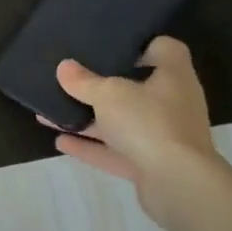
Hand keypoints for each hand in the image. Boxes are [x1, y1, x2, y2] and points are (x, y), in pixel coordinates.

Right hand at [47, 36, 231, 229]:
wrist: (179, 185)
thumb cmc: (149, 122)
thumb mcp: (108, 94)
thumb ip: (84, 81)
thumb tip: (64, 67)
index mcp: (172, 77)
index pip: (164, 49)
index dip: (141, 44)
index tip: (112, 45)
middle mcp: (172, 104)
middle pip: (137, 88)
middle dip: (103, 85)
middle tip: (73, 77)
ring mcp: (163, 137)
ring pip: (122, 122)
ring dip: (88, 119)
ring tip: (52, 112)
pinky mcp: (151, 166)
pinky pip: (115, 151)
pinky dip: (90, 146)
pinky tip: (59, 141)